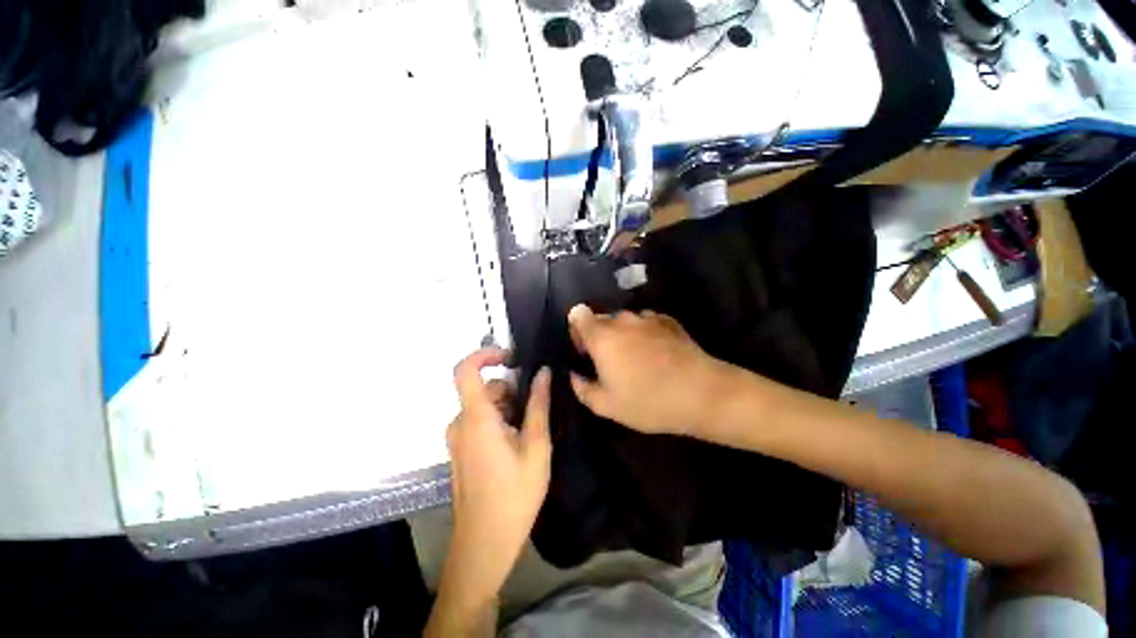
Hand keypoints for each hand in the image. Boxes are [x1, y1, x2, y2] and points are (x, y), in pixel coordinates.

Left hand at [443, 348, 551, 606]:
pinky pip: (480, 421)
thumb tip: (543, 372)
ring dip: (508, 409)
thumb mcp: (536, 446)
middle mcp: (460, 423)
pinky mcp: (461, 449)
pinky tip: (516, 445)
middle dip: (512, 392)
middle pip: (485, 389)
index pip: (465, 370)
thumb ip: (538, 405)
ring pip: (485, 405)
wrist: (484, 545)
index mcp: (476, 418)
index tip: (512, 357)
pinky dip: (500, 421)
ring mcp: (458, 438)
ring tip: (529, 435)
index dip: (485, 354)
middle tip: (535, 414)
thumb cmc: (514, 495)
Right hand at [567, 305, 733, 435]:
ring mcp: (647, 318)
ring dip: (623, 335)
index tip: (586, 350)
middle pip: (601, 319)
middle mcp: (622, 320)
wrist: (702, 393)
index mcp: (602, 337)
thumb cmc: (648, 401)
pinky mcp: (668, 321)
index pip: (578, 315)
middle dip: (600, 336)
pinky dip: (645, 334)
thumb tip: (574, 375)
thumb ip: (582, 388)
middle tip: (611, 362)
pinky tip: (657, 355)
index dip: (577, 330)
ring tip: (637, 359)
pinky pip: (646, 323)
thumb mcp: (607, 406)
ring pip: (625, 321)